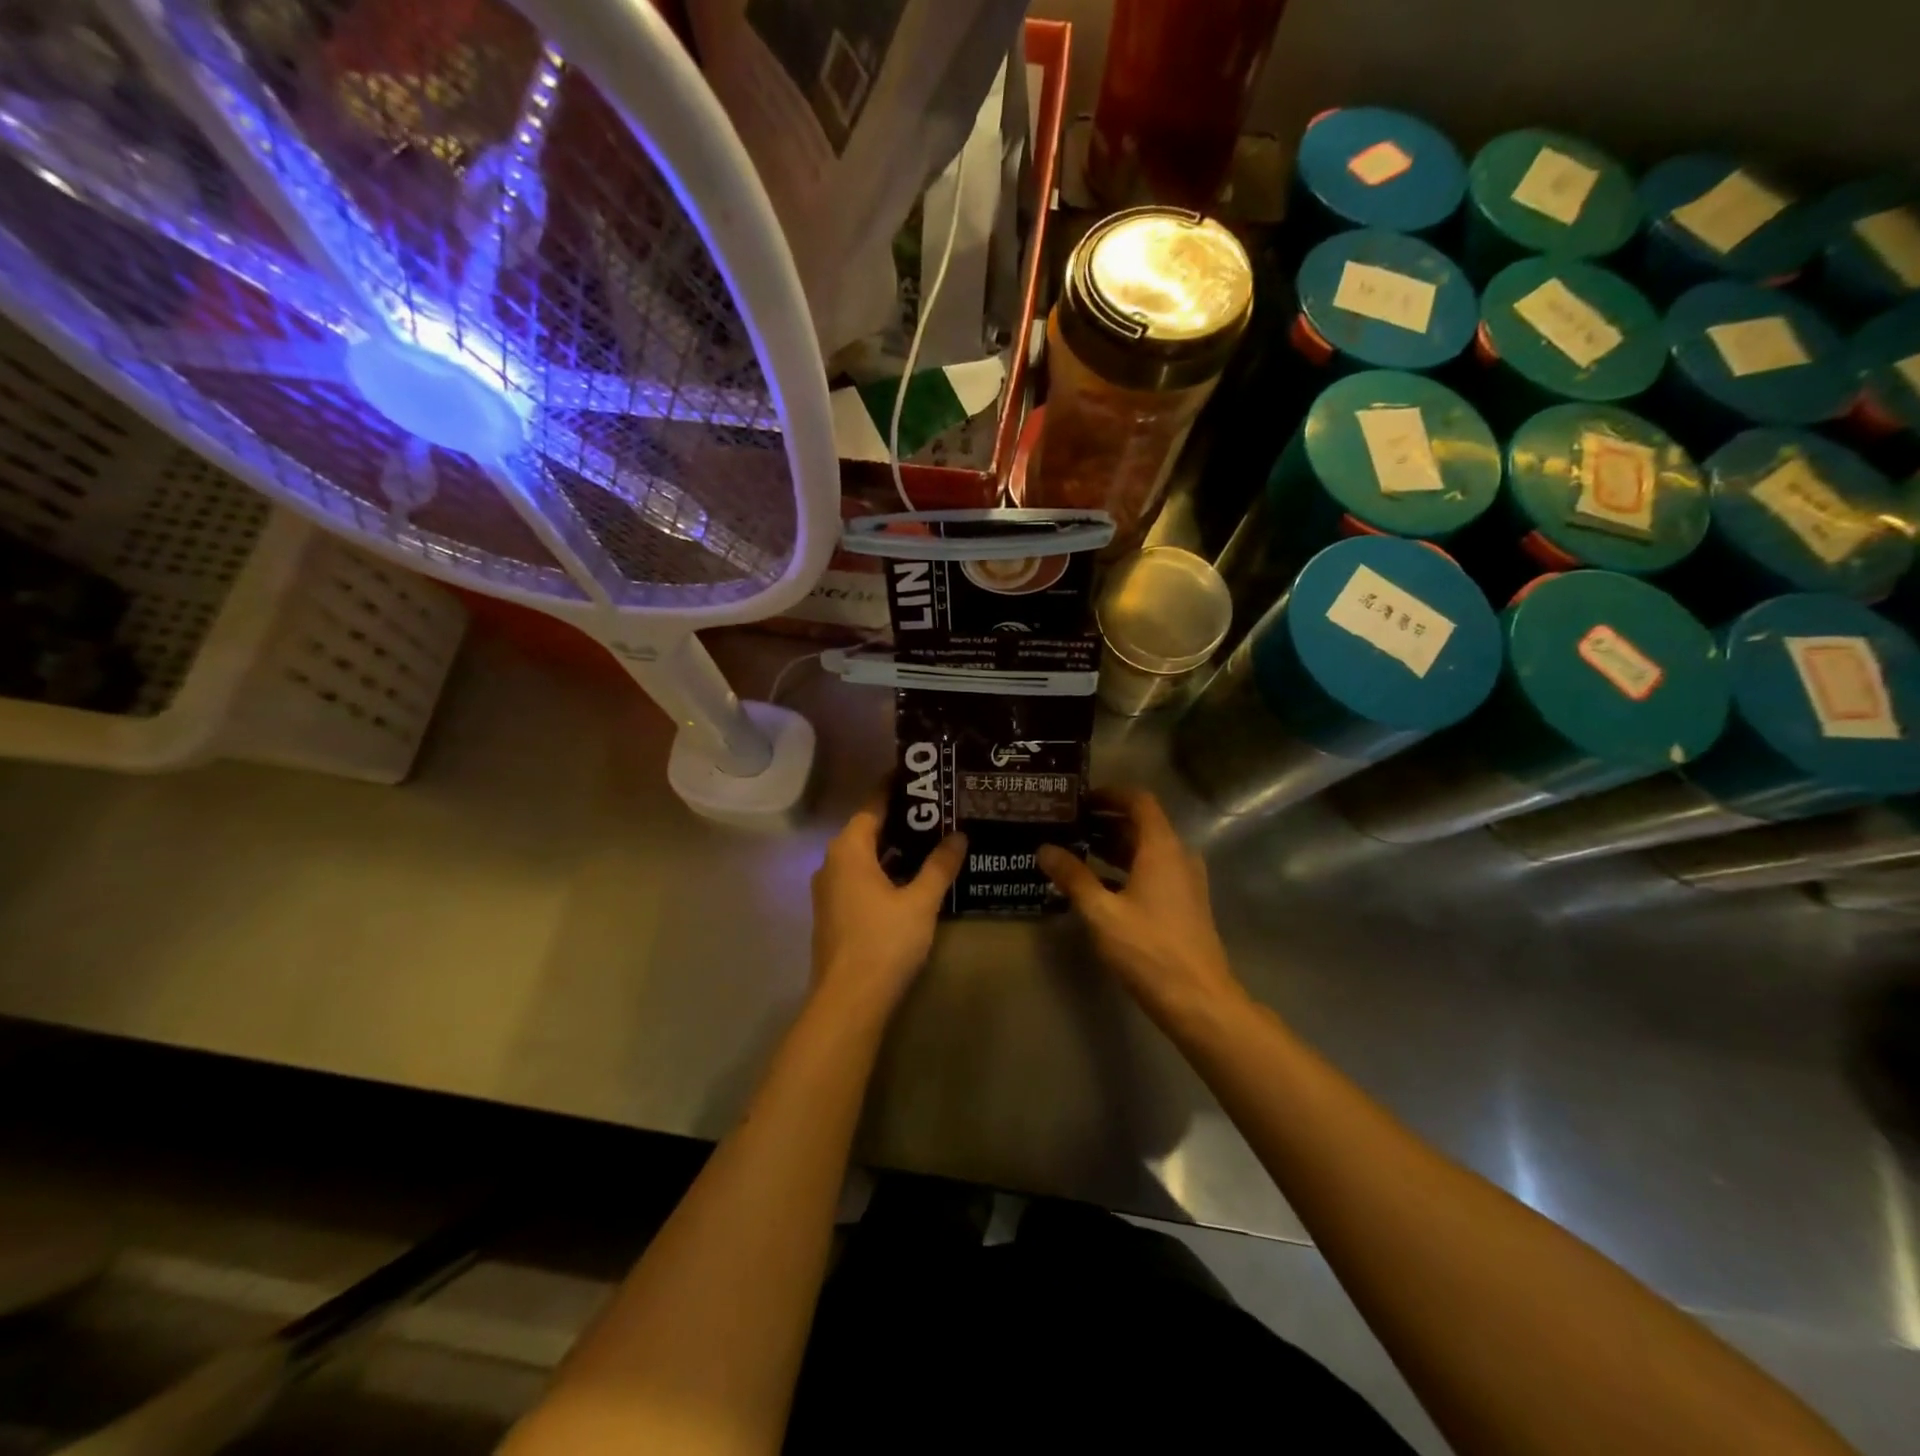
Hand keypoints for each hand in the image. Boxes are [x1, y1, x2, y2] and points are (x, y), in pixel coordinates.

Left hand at [810, 799, 965, 1019]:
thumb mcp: (920, 901)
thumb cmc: (884, 941)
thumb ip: (939, 865)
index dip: (895, 789)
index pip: (873, 806)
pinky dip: (883, 870)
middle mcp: (832, 863)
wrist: (849, 1000)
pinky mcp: (833, 913)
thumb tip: (959, 835)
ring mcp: (829, 890)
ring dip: (893, 848)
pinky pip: (860, 878)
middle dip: (900, 819)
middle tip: (937, 809)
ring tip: (931, 840)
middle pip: (868, 830)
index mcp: (848, 850)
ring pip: (863, 857)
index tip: (920, 777)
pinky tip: (911, 877)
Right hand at [1038, 788, 1243, 1027]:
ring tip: (1074, 852)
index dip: (1110, 794)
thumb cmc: (1149, 949)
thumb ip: (1073, 877)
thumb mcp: (1102, 912)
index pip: (1139, 801)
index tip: (1079, 799)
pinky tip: (1096, 886)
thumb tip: (1044, 849)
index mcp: (1162, 848)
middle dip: (1104, 822)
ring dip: (1112, 847)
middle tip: (1066, 826)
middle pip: (1141, 825)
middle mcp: (1178, 856)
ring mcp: (1184, 881)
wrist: (1198, 1000)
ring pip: (1145, 850)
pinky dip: (1124, 869)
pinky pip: (1152, 872)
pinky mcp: (1184, 904)